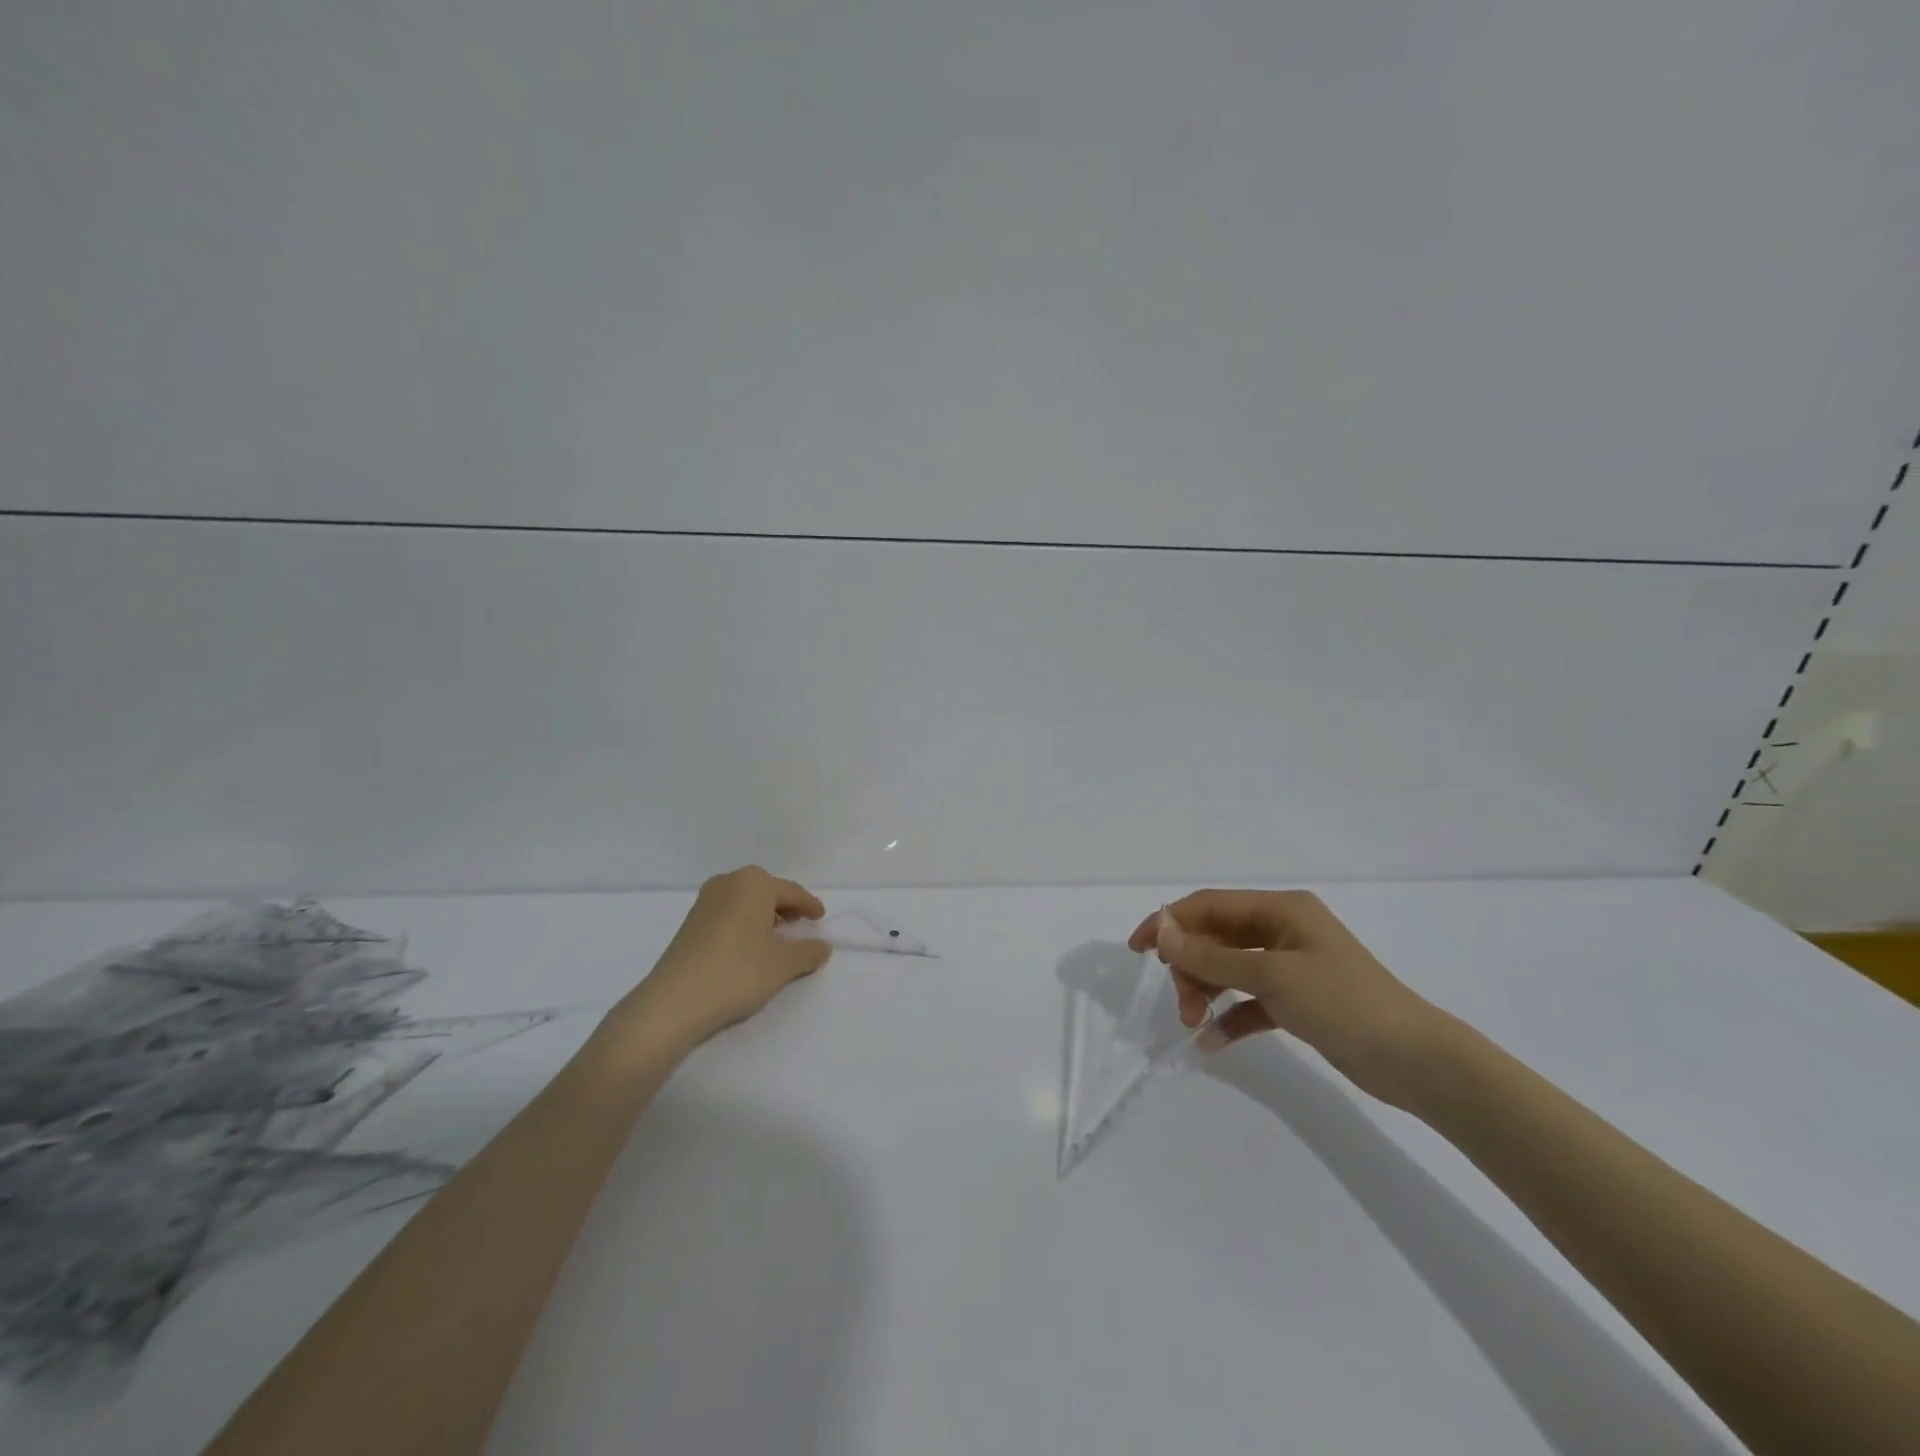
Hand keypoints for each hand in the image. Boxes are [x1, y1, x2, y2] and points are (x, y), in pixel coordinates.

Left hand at [604, 866, 831, 1053]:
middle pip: (766, 891)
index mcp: (754, 883)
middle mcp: (728, 883)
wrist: (674, 1002)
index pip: (791, 891)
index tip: (821, 918)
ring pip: (744, 902)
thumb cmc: (737, 972)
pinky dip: (743, 924)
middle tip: (800, 923)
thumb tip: (823, 946)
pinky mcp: (689, 923)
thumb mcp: (783, 965)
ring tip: (776, 937)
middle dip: (785, 906)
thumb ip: (808, 952)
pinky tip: (748, 947)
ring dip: (762, 916)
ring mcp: (705, 902)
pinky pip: (727, 914)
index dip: (809, 905)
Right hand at [1128, 889, 1444, 1107]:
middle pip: (1216, 938)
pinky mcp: (1297, 1001)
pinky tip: (1212, 1041)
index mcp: (1280, 909)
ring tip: (1194, 1022)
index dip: (1170, 922)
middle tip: (1181, 1002)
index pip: (1210, 905)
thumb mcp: (1272, 976)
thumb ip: (1212, 956)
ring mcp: (1290, 966)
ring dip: (1206, 991)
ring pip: (1229, 969)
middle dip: (1191, 966)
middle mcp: (1282, 930)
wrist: (1416, 1061)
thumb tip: (1162, 931)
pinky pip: (1249, 1001)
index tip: (1137, 949)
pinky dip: (1230, 1016)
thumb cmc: (1344, 1003)